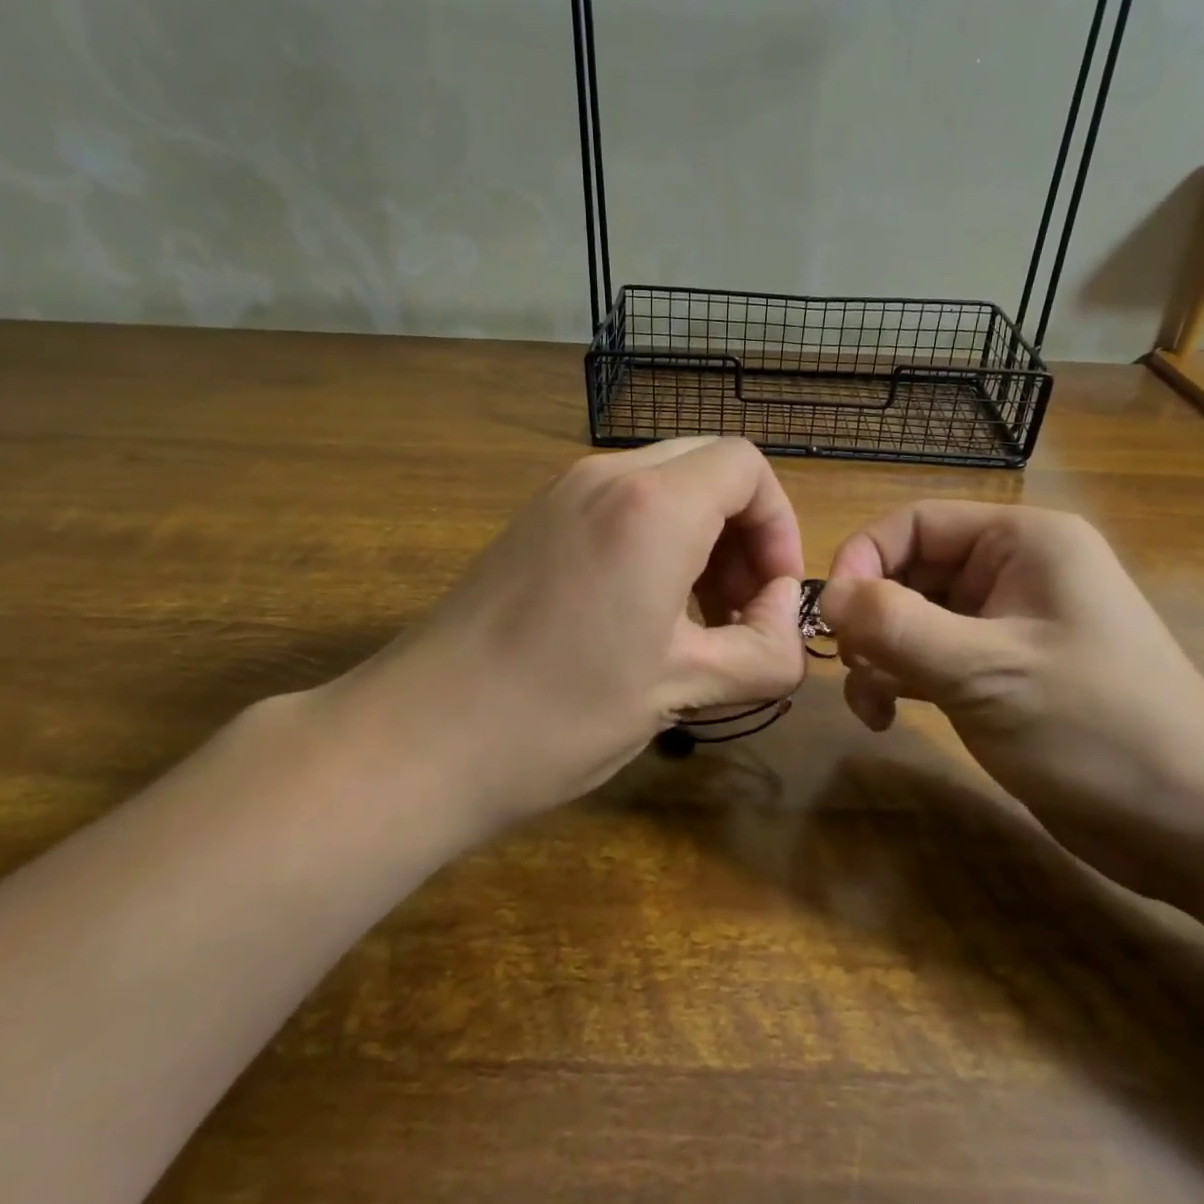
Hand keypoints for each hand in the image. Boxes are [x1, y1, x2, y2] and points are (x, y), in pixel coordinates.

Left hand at [308, 438, 807, 834]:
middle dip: (743, 532)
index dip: (778, 525)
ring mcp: (561, 493)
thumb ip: (764, 651)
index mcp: (652, 505)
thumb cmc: (560, 713)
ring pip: (665, 483)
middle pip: (708, 467)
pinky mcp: (534, 519)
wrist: (418, 737)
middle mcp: (607, 476)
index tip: (771, 597)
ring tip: (696, 620)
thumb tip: (785, 620)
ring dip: (700, 538)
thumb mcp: (683, 689)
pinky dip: (655, 541)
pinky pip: (621, 504)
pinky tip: (641, 613)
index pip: (747, 466)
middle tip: (737, 611)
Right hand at [820, 502, 1203, 894]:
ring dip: (881, 654)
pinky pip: (932, 655)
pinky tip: (888, 717)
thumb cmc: (1096, 728)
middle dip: (873, 617)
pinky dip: (902, 679)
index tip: (831, 615)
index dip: (864, 558)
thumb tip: (825, 595)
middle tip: (854, 667)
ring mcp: (1008, 622)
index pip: (916, 523)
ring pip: (915, 617)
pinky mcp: (1003, 669)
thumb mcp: (985, 670)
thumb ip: (896, 625)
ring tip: (871, 703)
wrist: (1196, 827)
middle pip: (912, 570)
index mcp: (1023, 541)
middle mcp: (1014, 570)